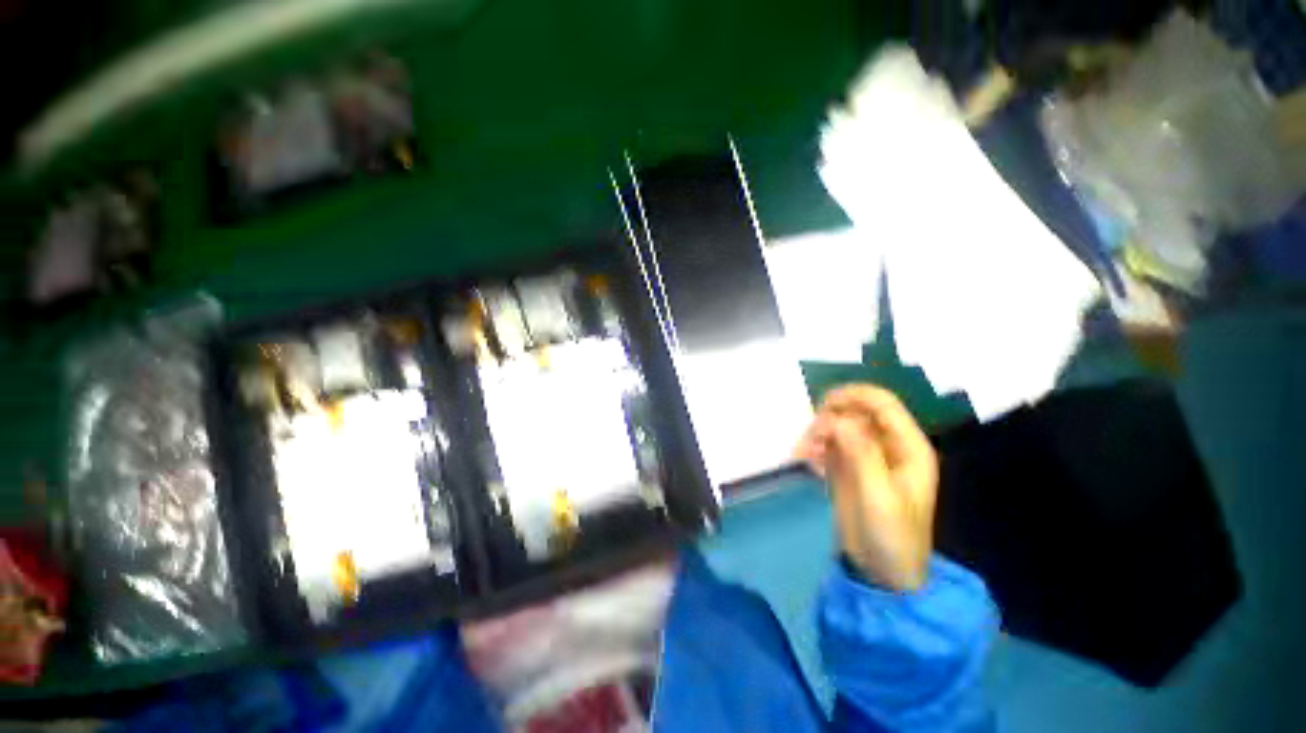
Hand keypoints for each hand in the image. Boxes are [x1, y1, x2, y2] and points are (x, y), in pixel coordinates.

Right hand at [794, 384, 938, 591]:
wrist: (882, 573)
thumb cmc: (891, 536)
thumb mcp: (879, 496)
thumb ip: (861, 454)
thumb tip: (838, 419)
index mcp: (907, 447)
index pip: (883, 404)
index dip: (854, 395)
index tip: (823, 403)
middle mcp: (887, 445)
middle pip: (855, 411)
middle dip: (829, 418)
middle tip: (811, 438)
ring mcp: (865, 456)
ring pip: (837, 426)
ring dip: (816, 434)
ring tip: (802, 455)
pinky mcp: (847, 467)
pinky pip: (827, 444)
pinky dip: (813, 447)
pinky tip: (805, 462)